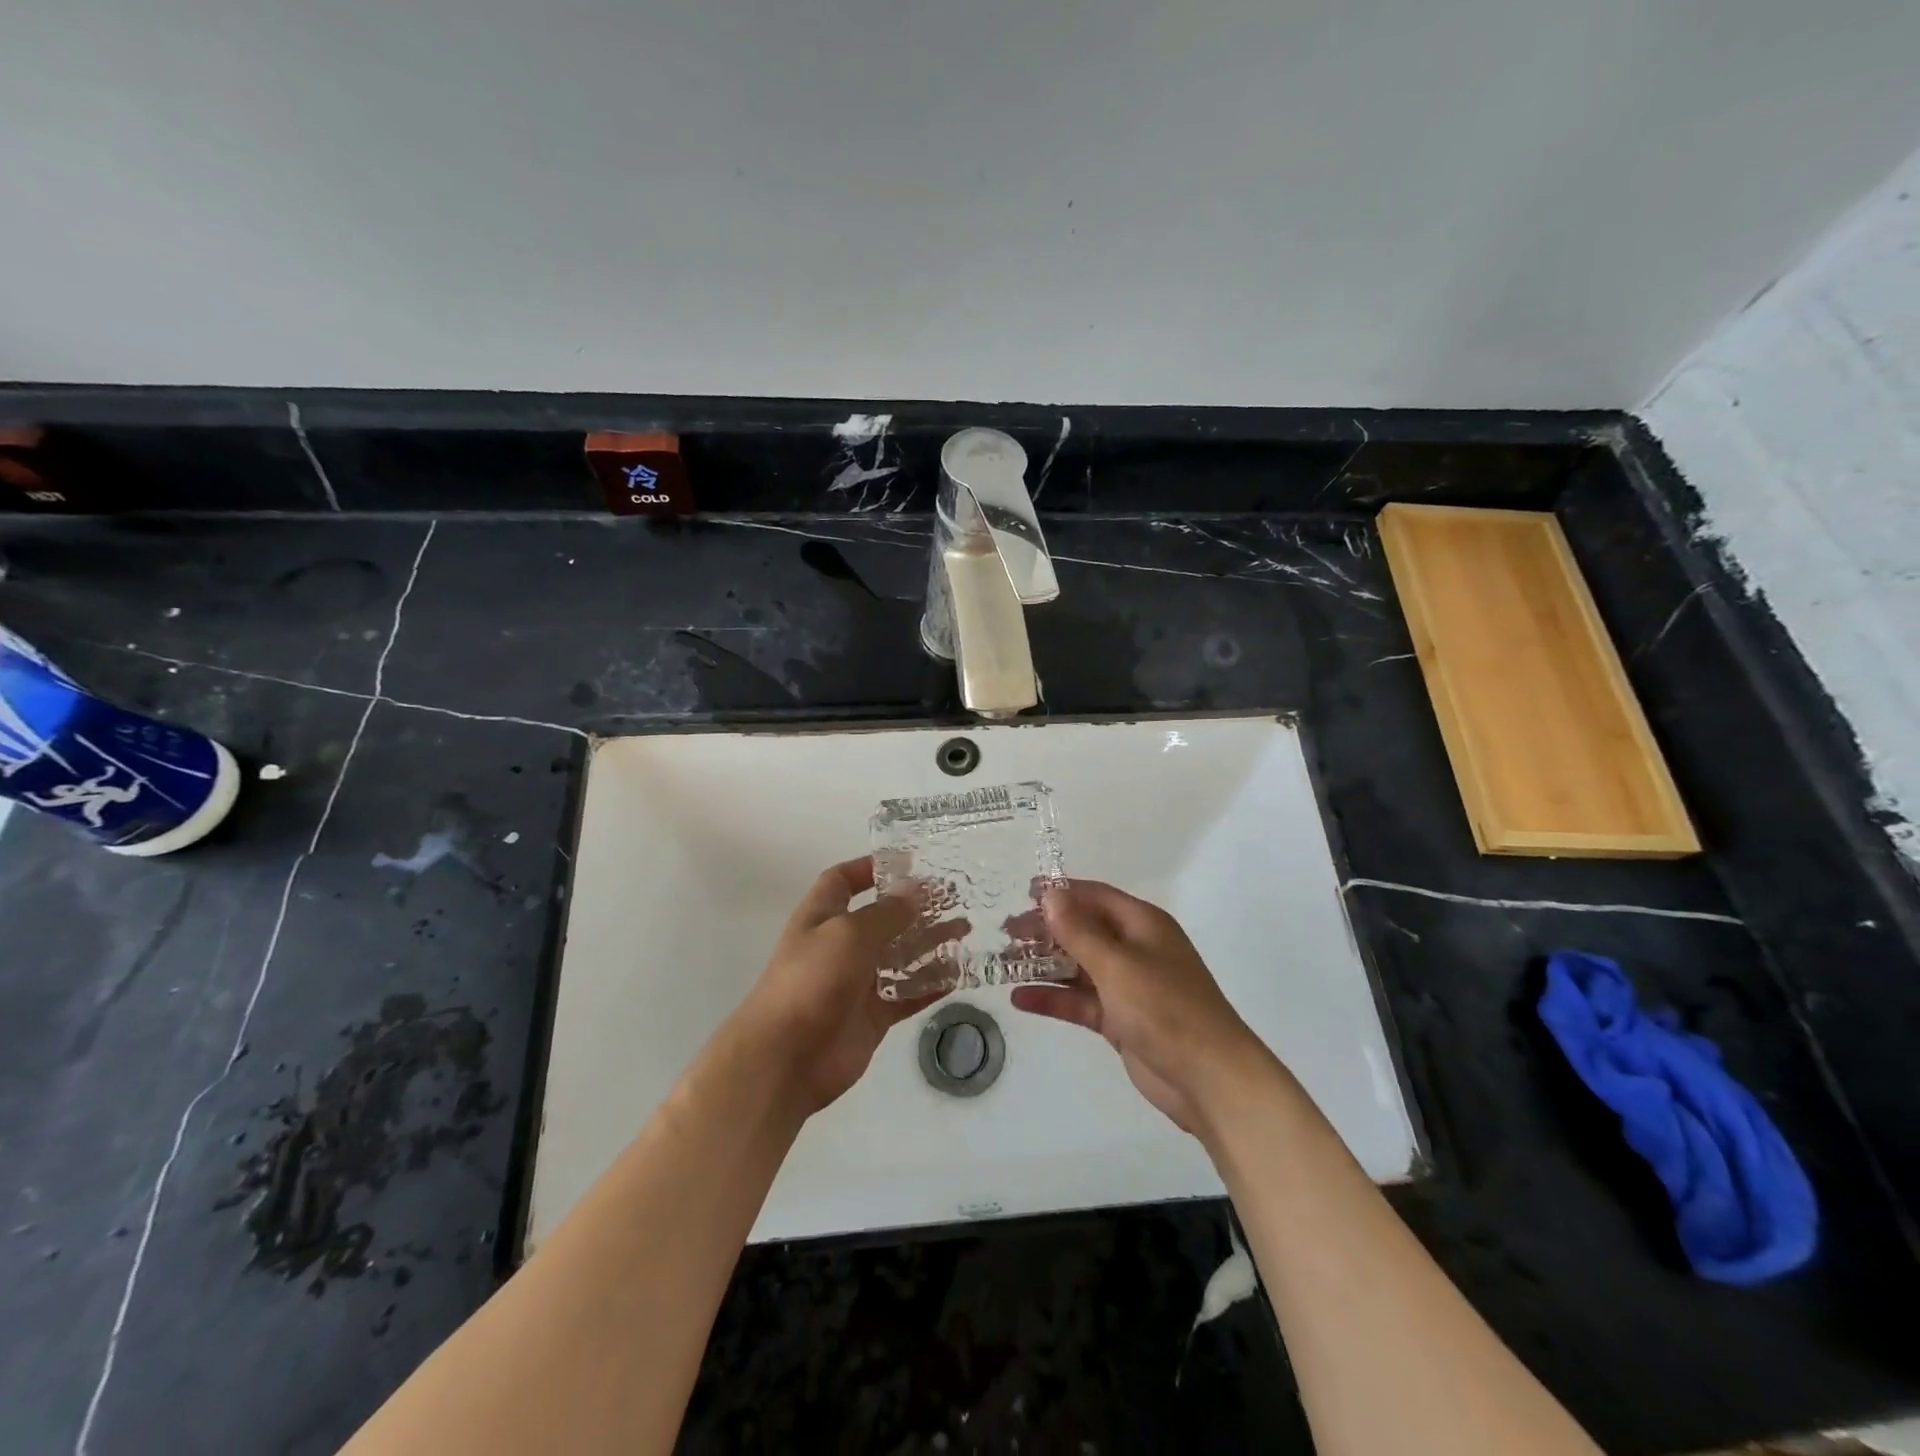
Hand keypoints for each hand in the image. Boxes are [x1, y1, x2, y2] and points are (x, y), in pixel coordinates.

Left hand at [733, 857, 956, 1116]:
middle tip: (955, 896)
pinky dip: (931, 984)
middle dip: (914, 907)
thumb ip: (886, 913)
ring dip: (930, 943)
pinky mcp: (873, 1015)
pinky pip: (908, 993)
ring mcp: (857, 982)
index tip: (909, 862)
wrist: (786, 1058)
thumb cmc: (812, 980)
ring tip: (965, 930)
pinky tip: (960, 974)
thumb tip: (915, 892)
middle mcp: (839, 945)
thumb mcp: (849, 934)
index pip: (843, 881)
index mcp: (822, 917)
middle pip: (881, 918)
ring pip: (900, 956)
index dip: (870, 868)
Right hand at [1012, 880, 1267, 1134]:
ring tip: (1003, 963)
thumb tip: (1051, 893)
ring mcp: (1128, 986)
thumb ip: (1080, 930)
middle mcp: (1135, 949)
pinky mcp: (1121, 1020)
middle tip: (1005, 933)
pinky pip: (1081, 1001)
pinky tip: (1020, 999)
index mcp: (1142, 925)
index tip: (1023, 893)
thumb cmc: (1165, 1008)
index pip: (1095, 896)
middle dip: (1046, 930)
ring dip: (1044, 964)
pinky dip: (1054, 999)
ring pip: (1078, 967)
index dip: (1061, 892)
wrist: (1209, 1079)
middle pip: (1083, 930)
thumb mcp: (1118, 965)